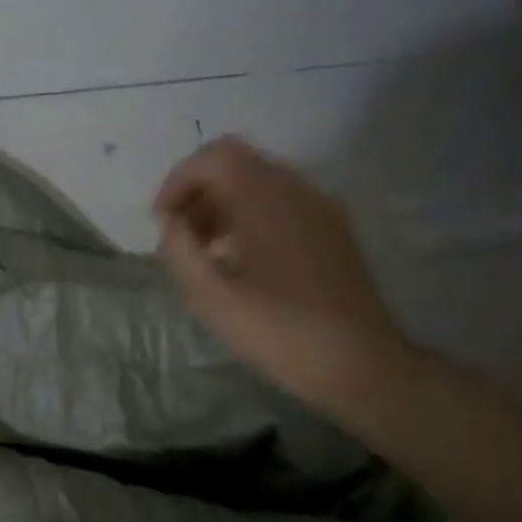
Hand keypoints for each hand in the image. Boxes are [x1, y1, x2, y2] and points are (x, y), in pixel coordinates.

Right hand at [155, 136, 410, 413]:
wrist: (359, 364)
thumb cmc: (278, 331)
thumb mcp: (210, 297)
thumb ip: (179, 251)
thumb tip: (173, 224)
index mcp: (267, 200)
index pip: (214, 157)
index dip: (178, 180)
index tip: (162, 220)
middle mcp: (297, 191)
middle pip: (236, 162)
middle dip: (198, 191)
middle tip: (178, 234)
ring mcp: (320, 208)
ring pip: (258, 181)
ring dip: (221, 204)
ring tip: (202, 250)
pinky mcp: (331, 230)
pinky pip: (280, 202)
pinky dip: (247, 215)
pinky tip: (238, 259)